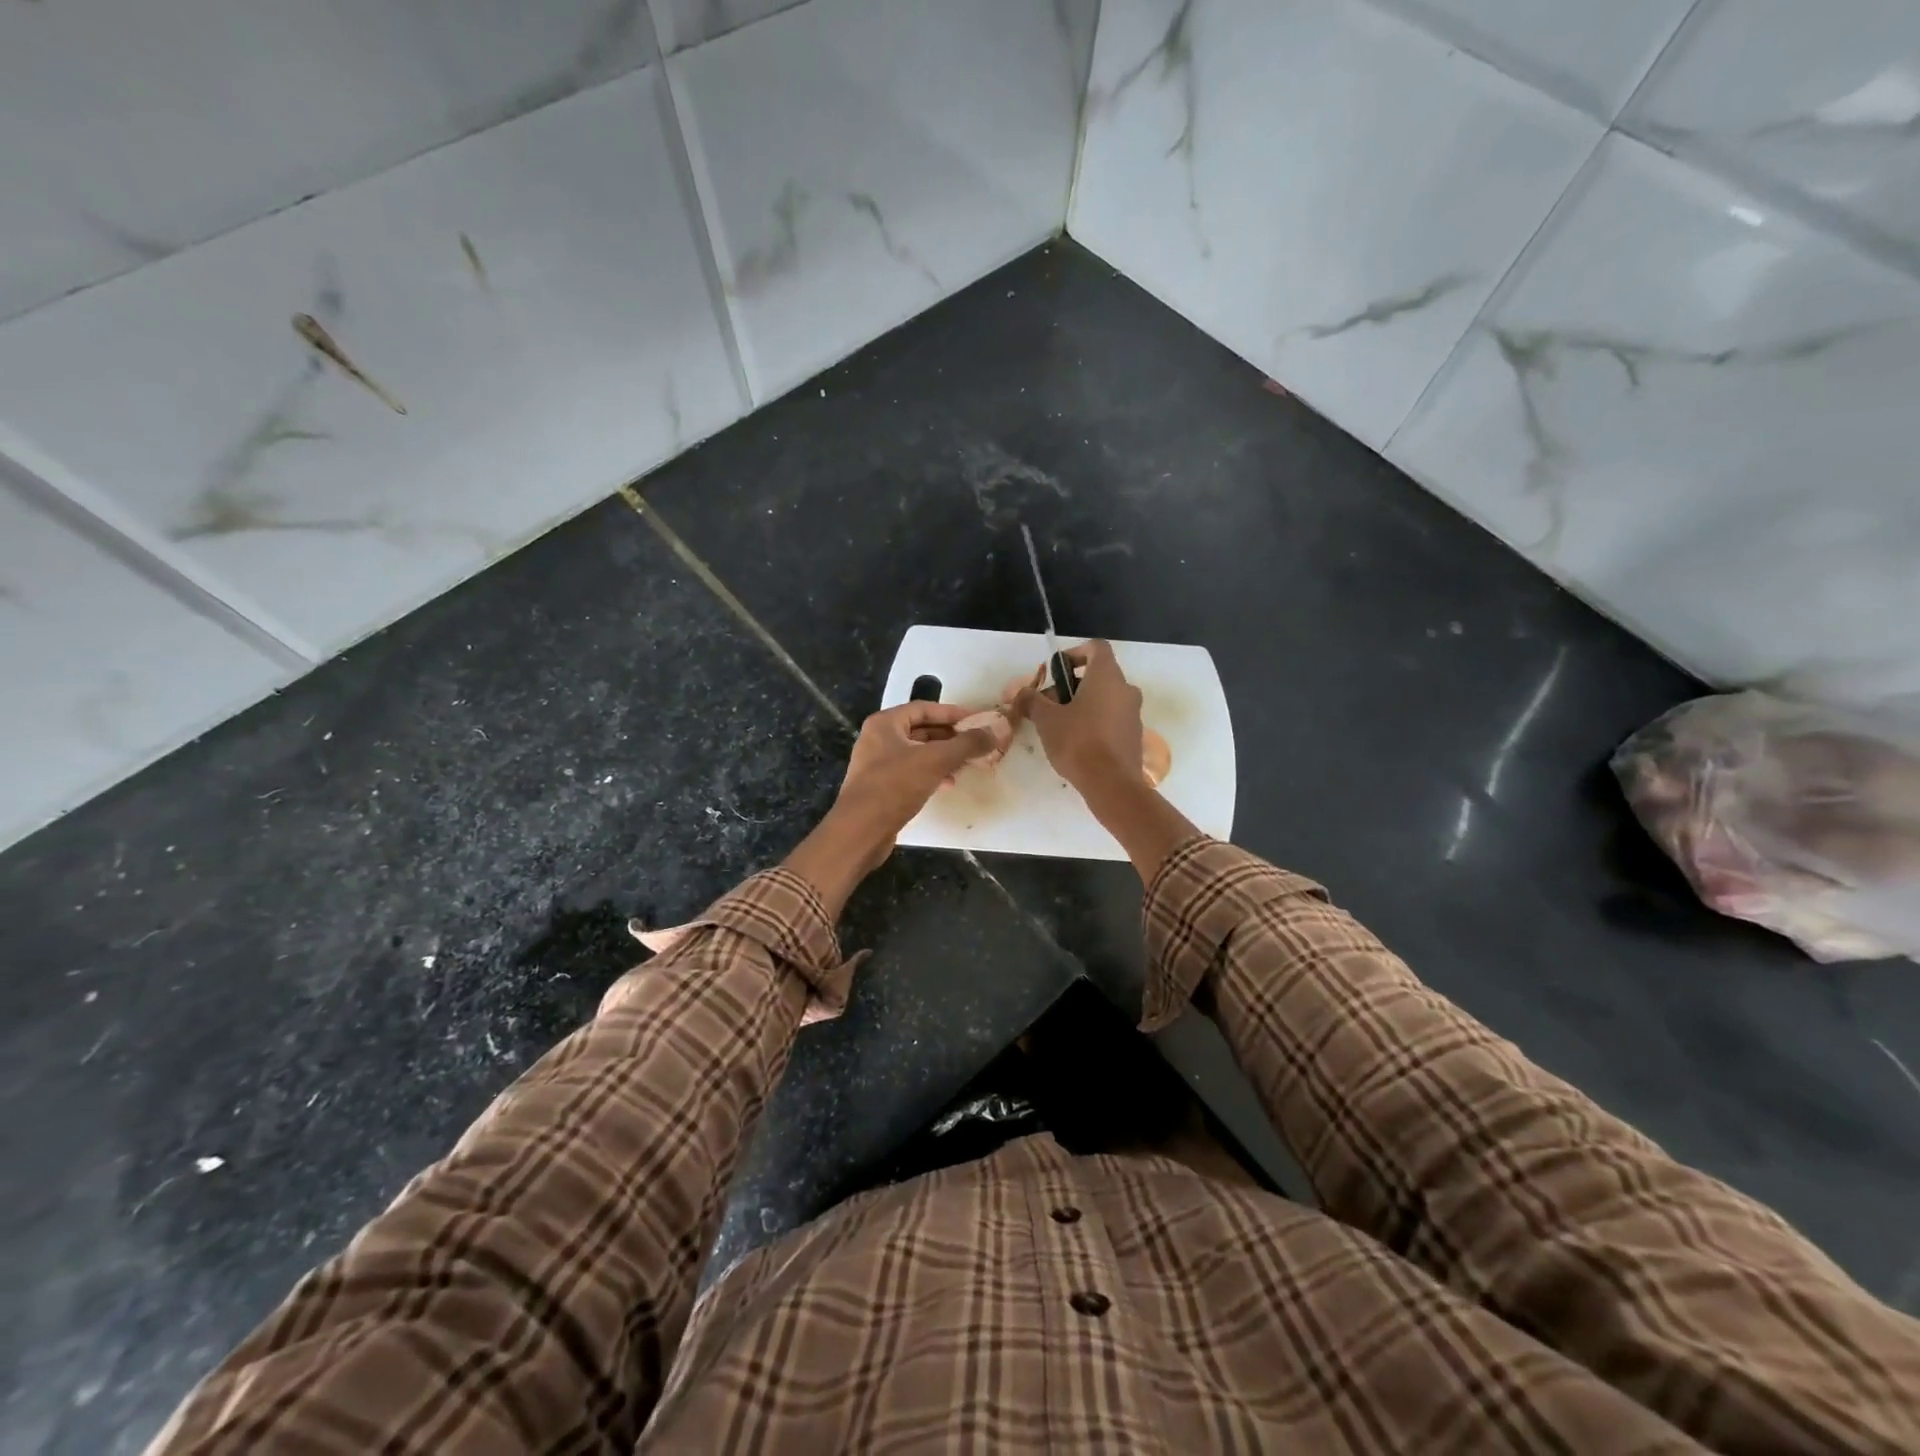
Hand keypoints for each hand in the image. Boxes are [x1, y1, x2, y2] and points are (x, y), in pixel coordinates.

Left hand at [832, 701, 997, 858]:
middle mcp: (878, 739)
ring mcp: (877, 764)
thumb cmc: (895, 786)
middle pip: (921, 730)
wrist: (861, 831)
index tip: (978, 720)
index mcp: (885, 723)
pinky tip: (949, 783)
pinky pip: (912, 772)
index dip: (952, 713)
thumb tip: (997, 729)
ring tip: (968, 764)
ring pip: (918, 753)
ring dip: (943, 756)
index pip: (924, 708)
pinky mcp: (881, 787)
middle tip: (977, 743)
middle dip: (950, 736)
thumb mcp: (936, 760)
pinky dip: (932, 773)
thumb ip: (967, 743)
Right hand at [1016, 640, 1144, 794]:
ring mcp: (1134, 713)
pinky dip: (1096, 721)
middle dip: (1072, 685)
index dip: (1074, 653)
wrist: (1111, 783)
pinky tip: (1077, 743)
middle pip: (1099, 675)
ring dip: (1083, 704)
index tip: (1057, 671)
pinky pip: (1113, 718)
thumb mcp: (1046, 719)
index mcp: (1107, 676)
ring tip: (1060, 726)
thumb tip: (1021, 693)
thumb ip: (1032, 700)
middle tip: (1050, 704)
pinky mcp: (1134, 735)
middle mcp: (1126, 689)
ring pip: (1106, 698)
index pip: (1096, 647)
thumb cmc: (1077, 742)